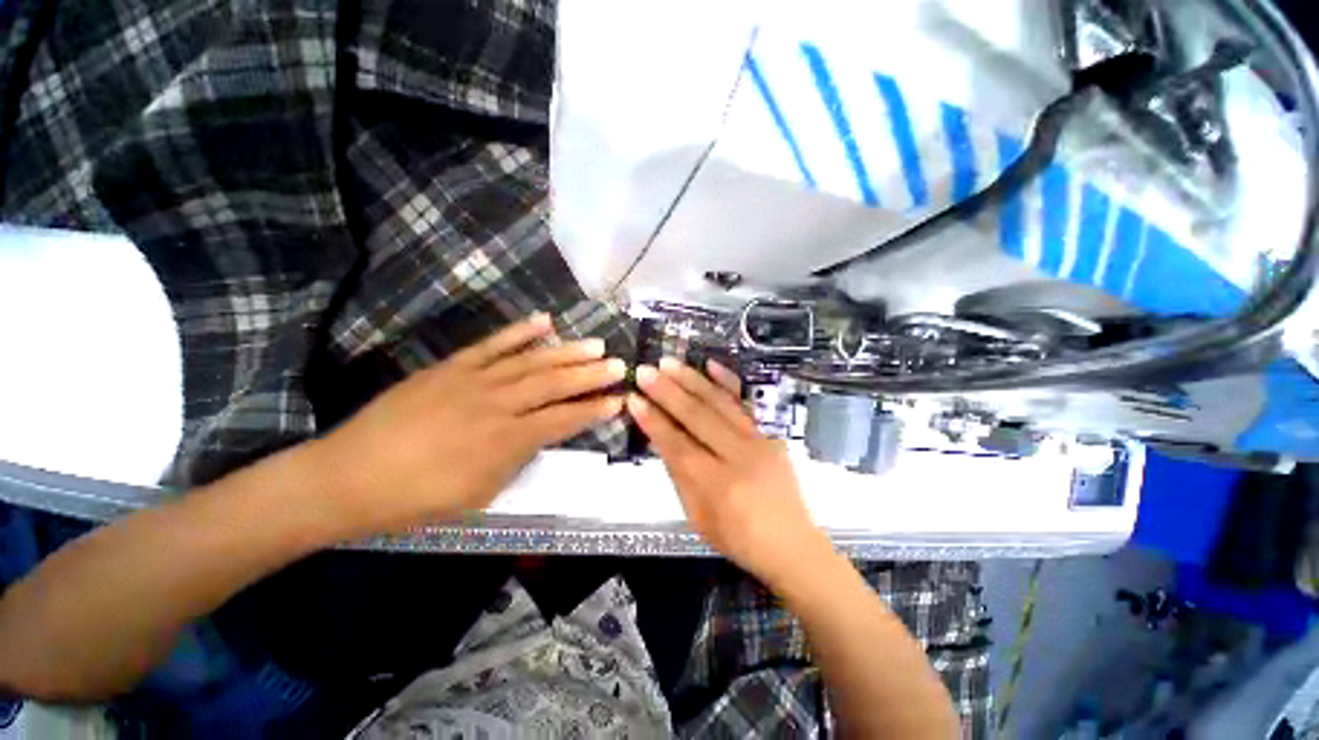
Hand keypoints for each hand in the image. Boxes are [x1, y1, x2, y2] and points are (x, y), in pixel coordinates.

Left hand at [313, 314, 625, 534]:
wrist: (349, 476)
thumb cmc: (417, 498)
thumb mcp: (480, 493)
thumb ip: (517, 459)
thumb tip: (540, 435)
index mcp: (505, 440)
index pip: (563, 420)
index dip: (594, 411)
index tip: (619, 401)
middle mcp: (497, 404)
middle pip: (554, 384)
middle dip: (591, 375)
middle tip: (619, 364)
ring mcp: (473, 380)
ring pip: (531, 361)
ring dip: (567, 351)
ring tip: (595, 344)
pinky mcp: (451, 366)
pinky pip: (492, 344)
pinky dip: (520, 331)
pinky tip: (544, 320)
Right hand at [627, 358, 833, 585]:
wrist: (791, 543)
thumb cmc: (738, 538)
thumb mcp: (698, 516)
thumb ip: (679, 475)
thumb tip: (660, 438)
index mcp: (718, 486)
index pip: (677, 445)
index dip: (653, 421)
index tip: (633, 399)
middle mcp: (739, 457)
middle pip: (697, 417)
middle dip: (667, 392)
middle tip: (644, 371)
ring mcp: (759, 440)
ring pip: (720, 403)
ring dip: (691, 380)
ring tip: (668, 363)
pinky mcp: (772, 432)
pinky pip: (747, 402)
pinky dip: (728, 381)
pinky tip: (711, 364)